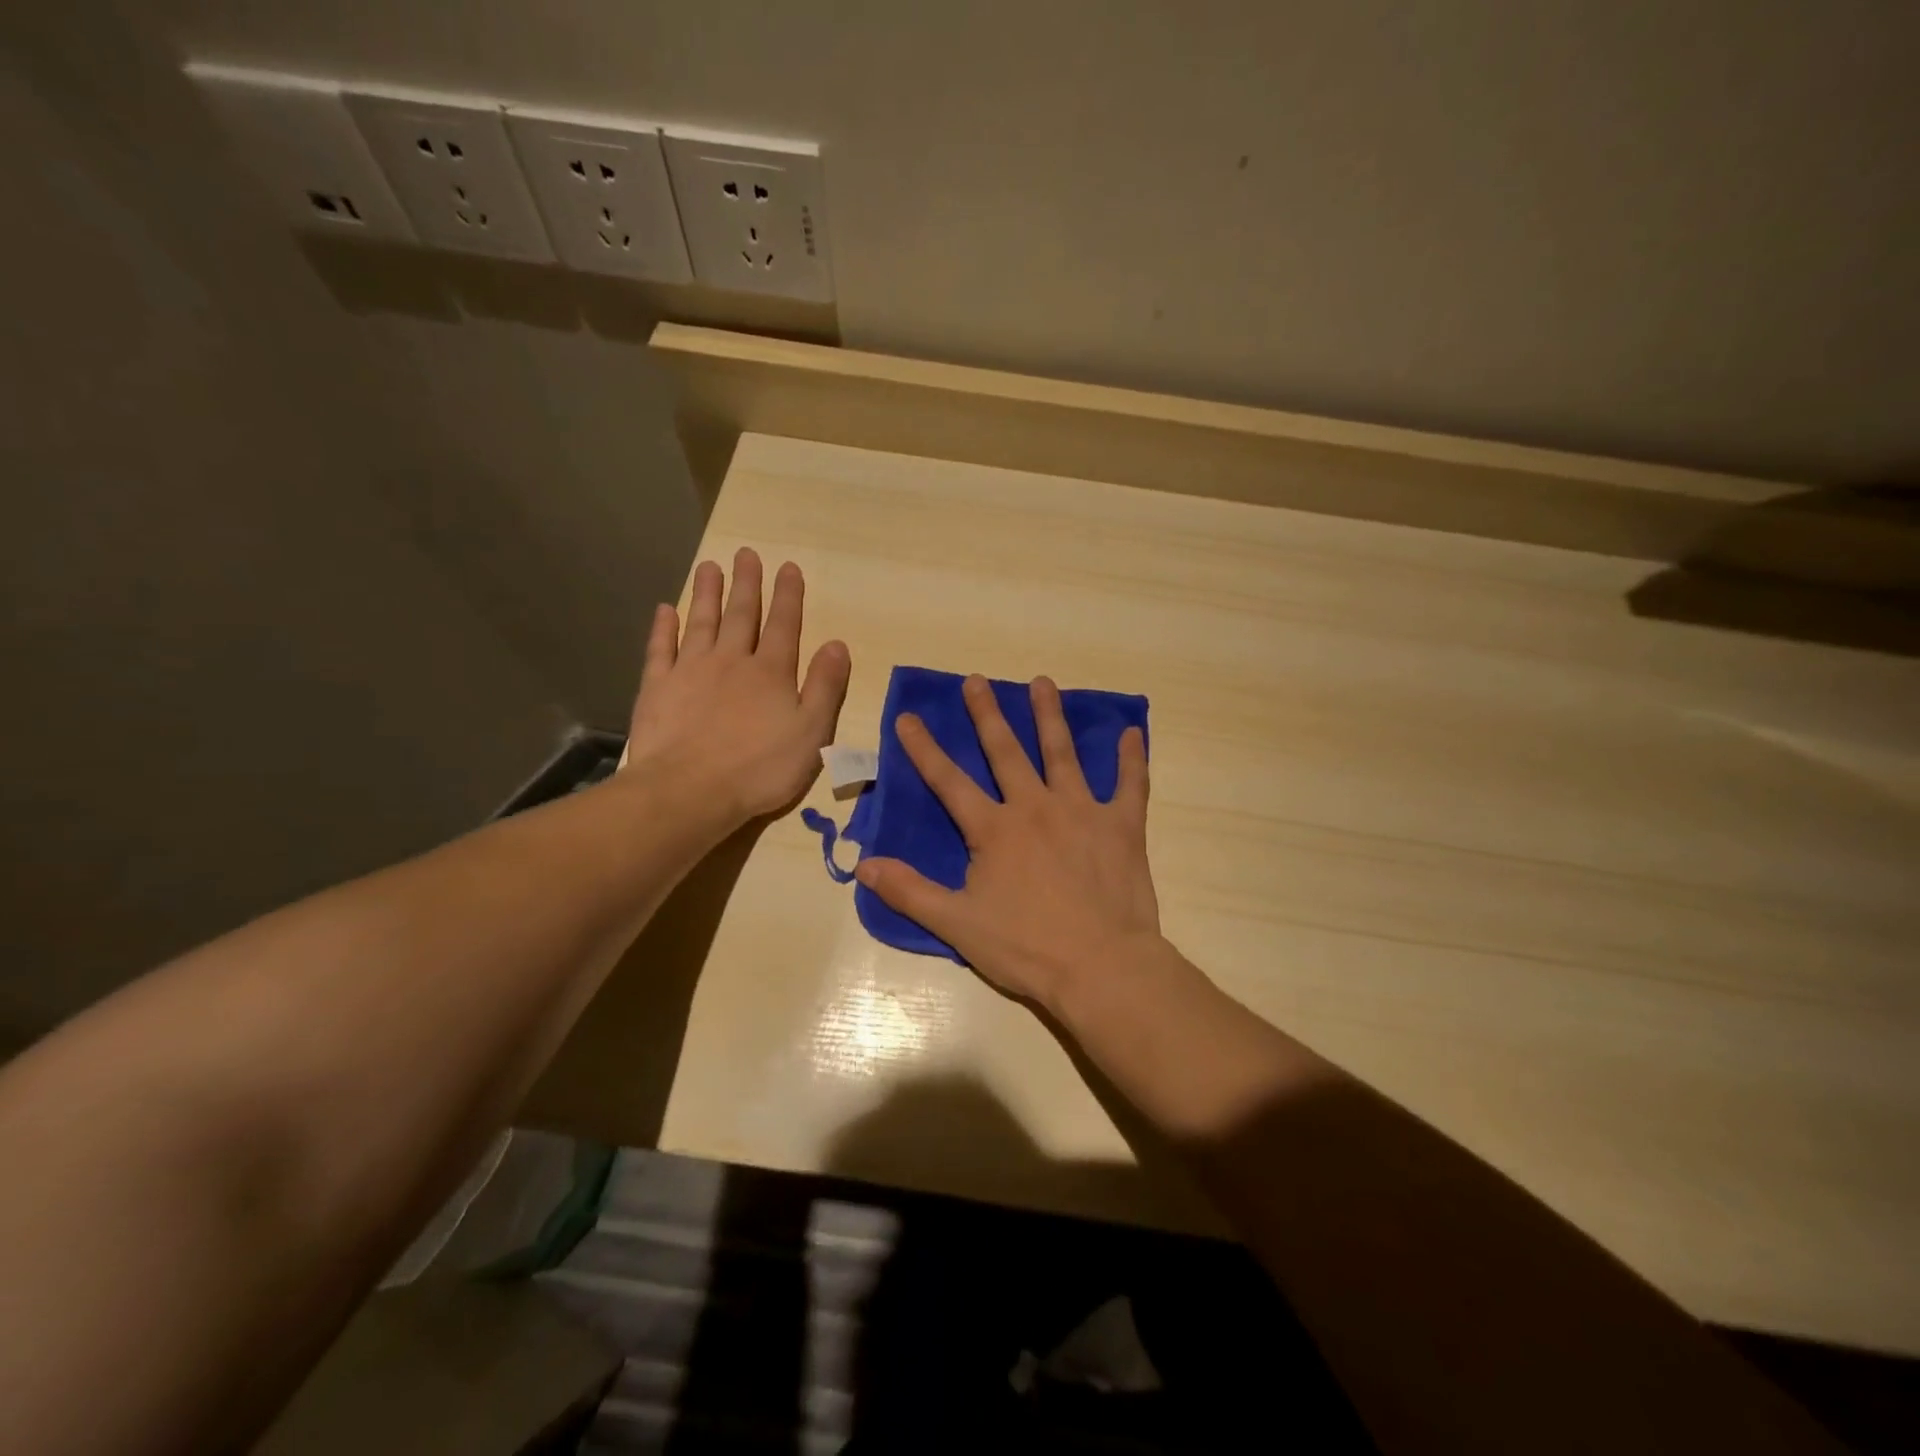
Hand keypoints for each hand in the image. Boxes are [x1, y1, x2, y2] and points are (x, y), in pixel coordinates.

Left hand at [626, 549, 850, 823]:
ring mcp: (691, 671)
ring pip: (701, 623)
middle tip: (746, 554)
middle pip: (742, 615)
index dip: (788, 596)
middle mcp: (732, 661)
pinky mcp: (658, 688)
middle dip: (747, 584)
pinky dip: (663, 628)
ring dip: (707, 594)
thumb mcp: (812, 732)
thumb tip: (837, 644)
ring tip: (709, 566)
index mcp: (771, 673)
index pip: (784, 626)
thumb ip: (825, 687)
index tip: (788, 567)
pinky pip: (661, 649)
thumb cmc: (760, 768)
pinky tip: (664, 610)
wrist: (690, 791)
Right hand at [855, 674, 1159, 1009]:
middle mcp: (1035, 807)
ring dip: (1050, 716)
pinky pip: (1129, 785)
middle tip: (976, 680)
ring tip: (1042, 682)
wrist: (1101, 967)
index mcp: (994, 829)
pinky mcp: (1122, 827)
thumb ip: (910, 891)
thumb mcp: (957, 924)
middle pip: (1006, 751)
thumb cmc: (1026, 947)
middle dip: (987, 714)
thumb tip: (863, 865)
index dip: (924, 749)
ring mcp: (1082, 811)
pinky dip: (1131, 758)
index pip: (949, 782)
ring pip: (1063, 753)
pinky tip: (1131, 732)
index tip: (908, 716)